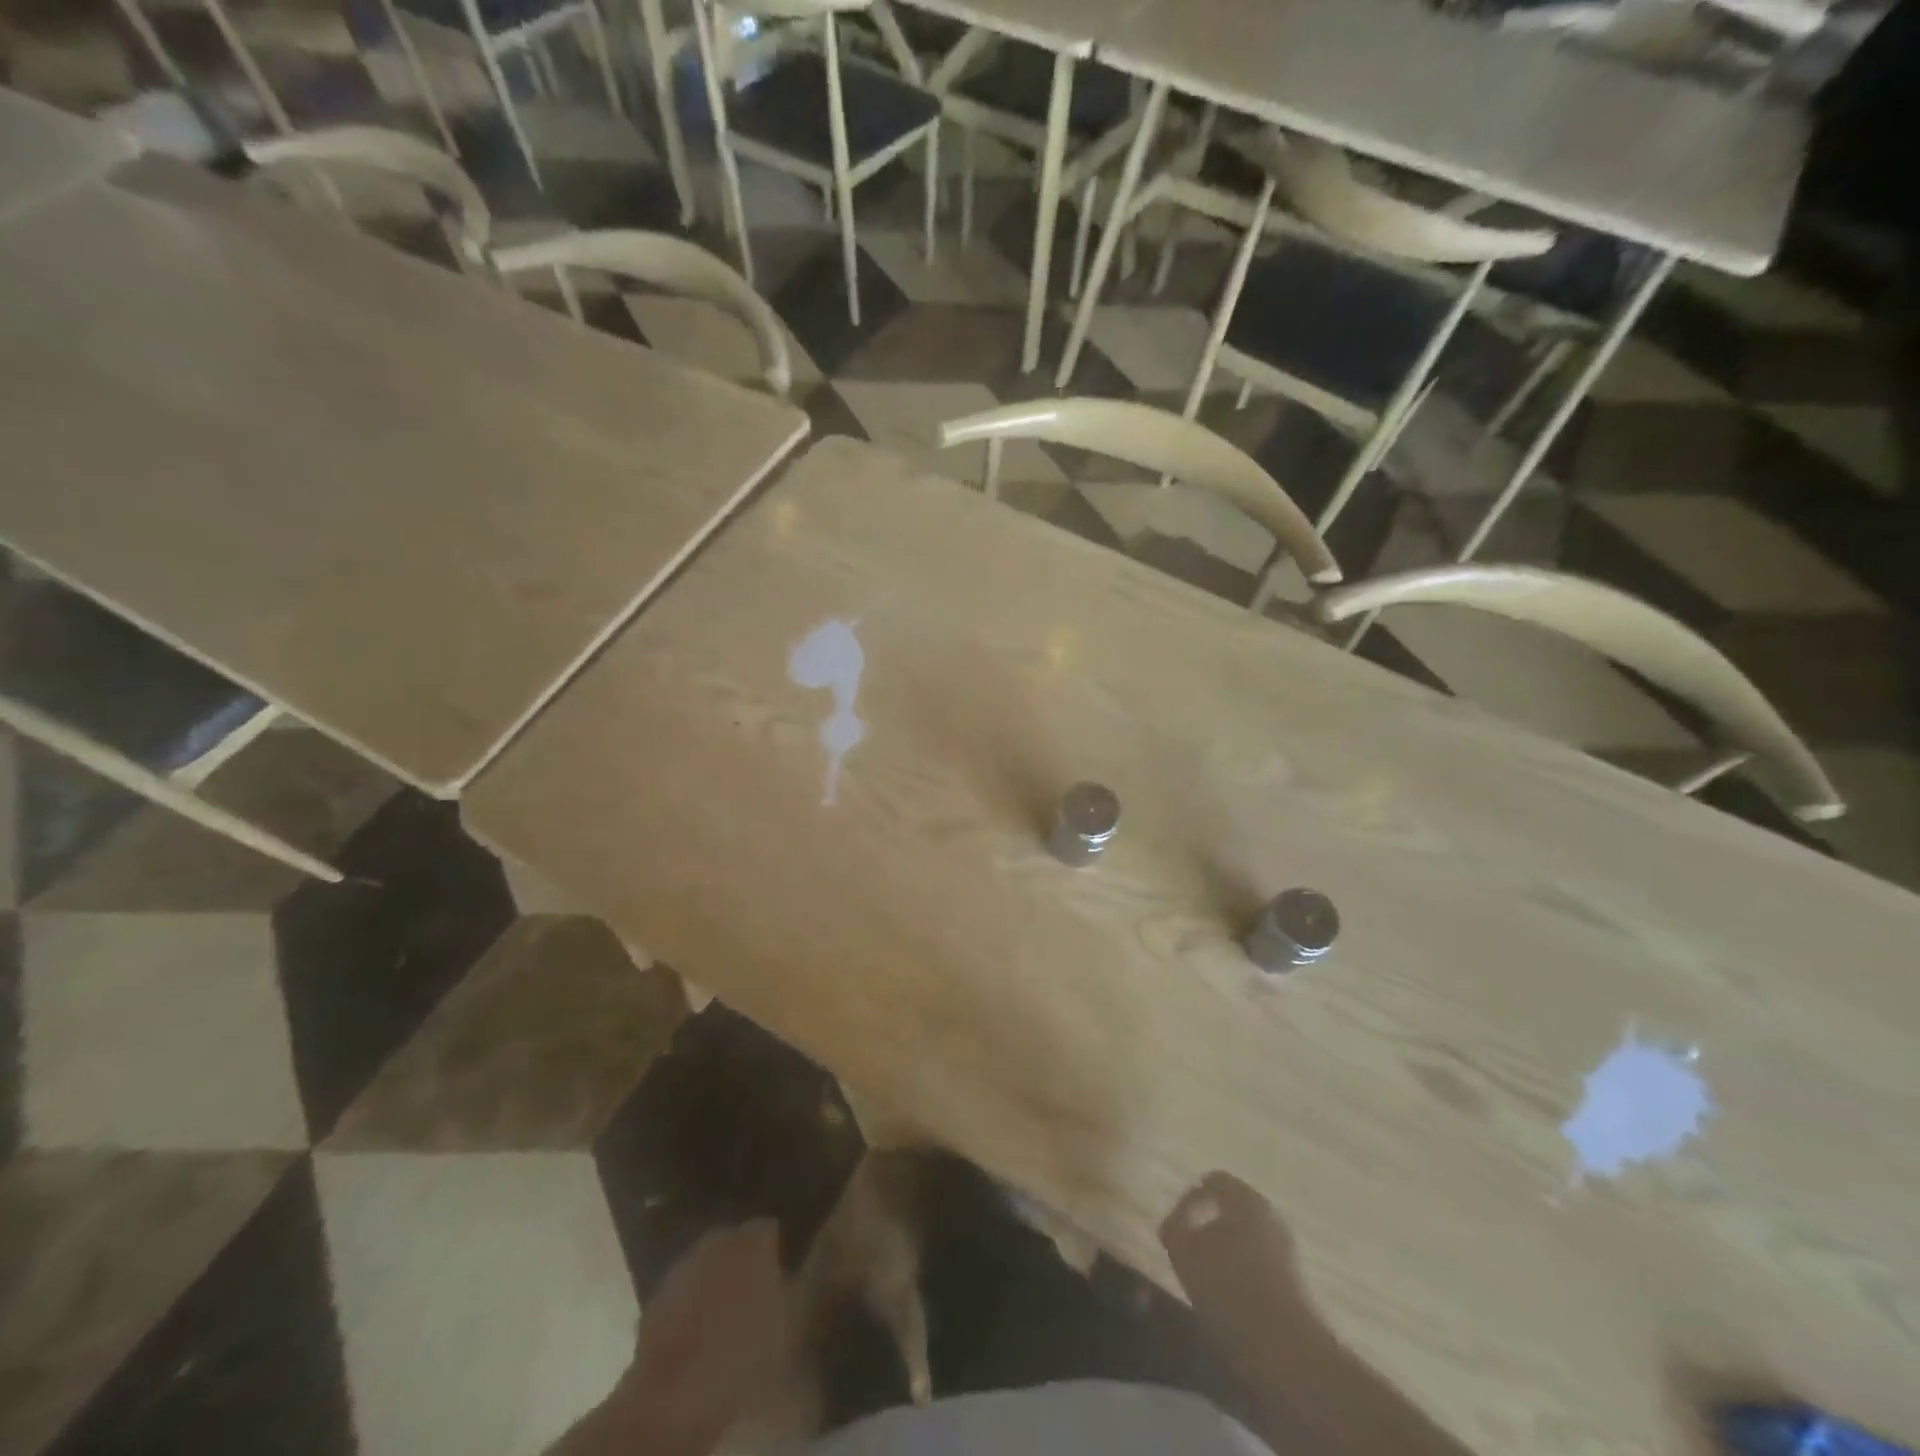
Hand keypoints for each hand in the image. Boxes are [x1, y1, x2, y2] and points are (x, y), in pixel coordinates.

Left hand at [602, 1221, 789, 1455]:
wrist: (674, 1398)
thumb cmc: (743, 1357)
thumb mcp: (788, 1323)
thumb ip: (791, 1285)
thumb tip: (793, 1268)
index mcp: (753, 1242)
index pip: (768, 1229)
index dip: (773, 1251)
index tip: (779, 1273)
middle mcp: (717, 1241)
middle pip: (734, 1242)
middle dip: (741, 1261)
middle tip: (752, 1294)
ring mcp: (682, 1267)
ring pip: (705, 1265)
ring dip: (713, 1281)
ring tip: (723, 1315)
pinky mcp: (655, 1299)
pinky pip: (682, 1292)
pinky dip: (690, 1304)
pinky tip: (696, 1333)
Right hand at [1159, 1173, 1472, 1455]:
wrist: (1301, 1373)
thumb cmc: (1240, 1299)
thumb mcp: (1191, 1256)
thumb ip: (1180, 1230)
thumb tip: (1180, 1223)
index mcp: (1252, 1206)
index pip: (1218, 1181)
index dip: (1193, 1197)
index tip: (1178, 1225)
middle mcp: (1277, 1225)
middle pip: (1238, 1210)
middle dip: (1214, 1225)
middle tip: (1191, 1252)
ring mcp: (1297, 1262)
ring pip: (1254, 1244)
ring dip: (1232, 1257)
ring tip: (1210, 1288)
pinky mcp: (1308, 1301)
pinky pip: (1266, 1274)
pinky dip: (1248, 1284)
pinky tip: (1237, 1314)